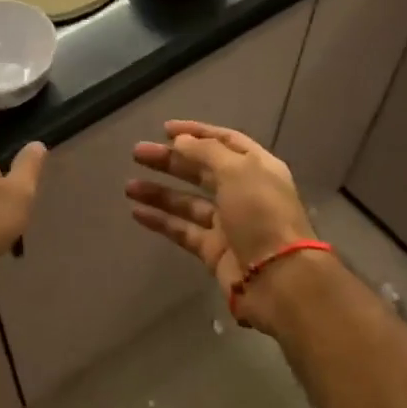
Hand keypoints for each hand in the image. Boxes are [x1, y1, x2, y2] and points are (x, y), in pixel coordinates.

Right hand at [126, 121, 315, 309]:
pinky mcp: (214, 250)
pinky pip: (183, 230)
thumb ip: (206, 152)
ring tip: (128, 186)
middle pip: (202, 170)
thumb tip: (181, 141)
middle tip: (138, 153)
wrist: (277, 278)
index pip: (224, 141)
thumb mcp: (237, 171)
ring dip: (159, 192)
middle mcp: (243, 192)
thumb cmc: (261, 214)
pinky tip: (136, 212)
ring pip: (188, 202)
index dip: (196, 132)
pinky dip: (161, 220)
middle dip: (171, 160)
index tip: (165, 129)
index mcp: (257, 167)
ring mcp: (228, 223)